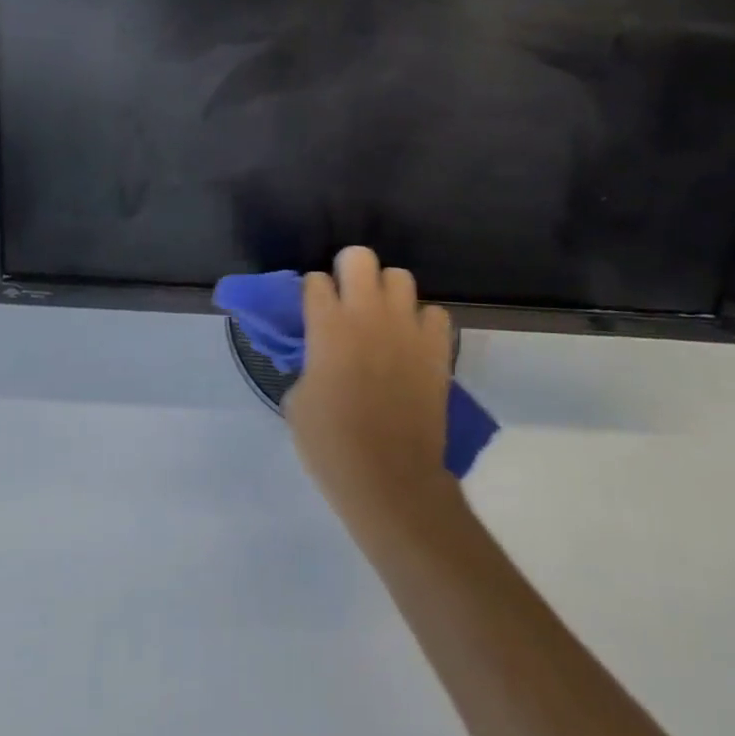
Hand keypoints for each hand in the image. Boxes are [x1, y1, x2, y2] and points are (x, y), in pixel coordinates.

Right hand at [285, 247, 455, 523]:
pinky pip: (434, 313)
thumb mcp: (298, 401)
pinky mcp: (436, 346)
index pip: (316, 281)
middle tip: (347, 297)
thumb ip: (308, 363)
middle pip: (359, 257)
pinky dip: (423, 323)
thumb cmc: (332, 445)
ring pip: (400, 276)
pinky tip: (413, 342)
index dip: (313, 292)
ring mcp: (406, 327)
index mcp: (328, 326)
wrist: (390, 478)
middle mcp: (367, 314)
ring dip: (387, 292)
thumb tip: (320, 354)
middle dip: (349, 270)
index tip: (314, 308)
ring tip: (383, 316)